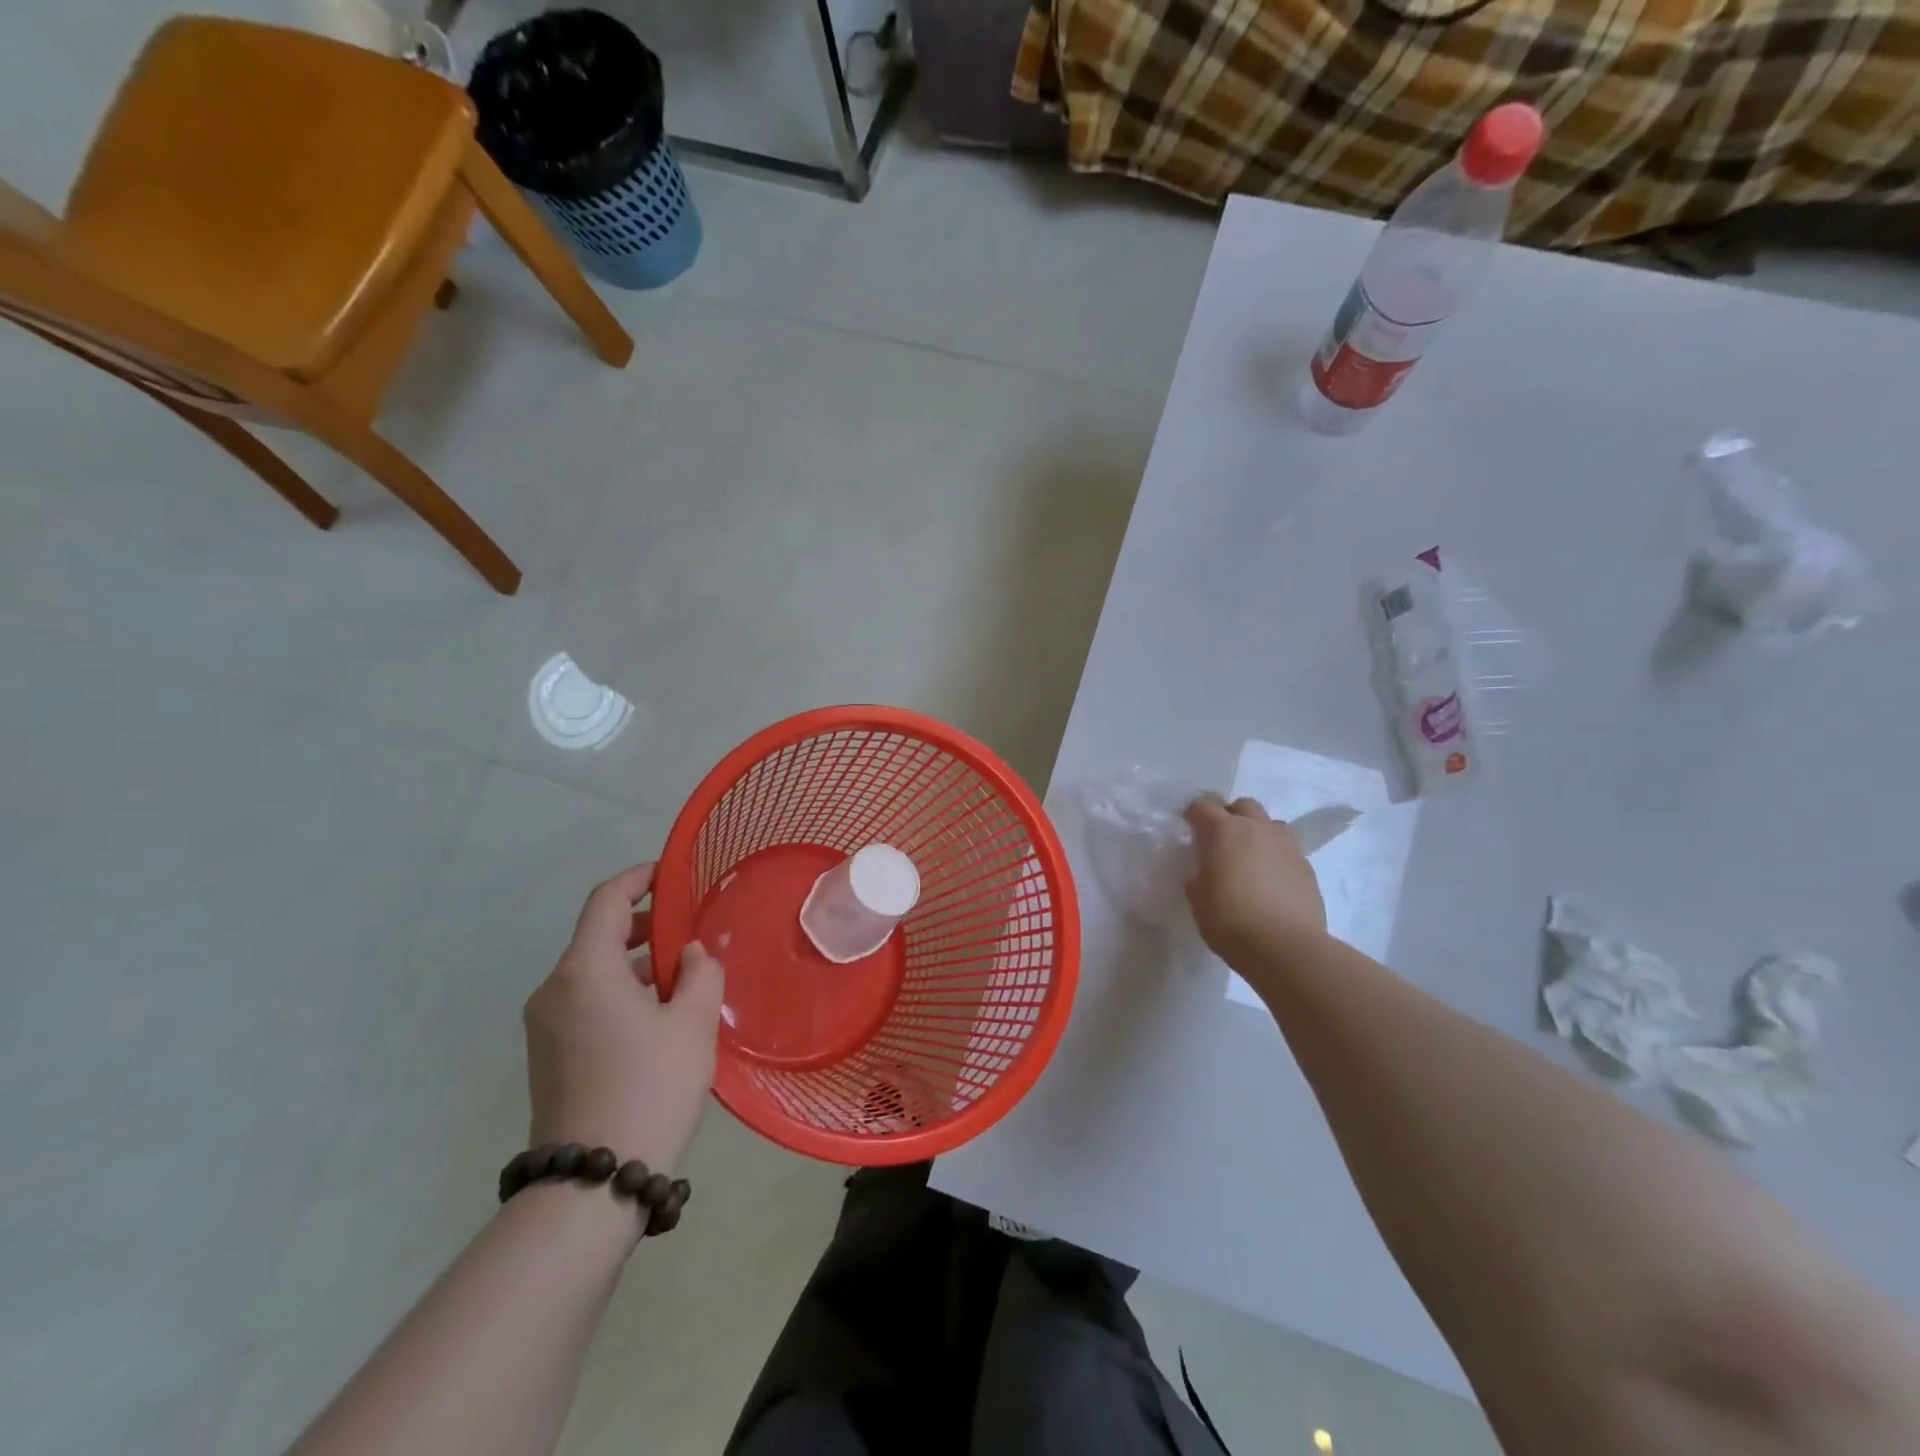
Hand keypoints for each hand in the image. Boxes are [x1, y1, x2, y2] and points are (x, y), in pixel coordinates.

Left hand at [524, 864, 724, 1174]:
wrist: (592, 1184)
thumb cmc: (650, 1086)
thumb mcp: (693, 1022)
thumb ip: (700, 973)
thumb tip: (690, 955)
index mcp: (585, 971)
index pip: (607, 900)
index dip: (639, 879)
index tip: (672, 875)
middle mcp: (554, 990)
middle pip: (599, 936)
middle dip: (646, 925)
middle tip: (691, 931)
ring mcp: (545, 1025)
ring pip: (594, 972)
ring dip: (637, 963)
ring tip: (684, 977)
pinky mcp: (548, 1055)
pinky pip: (587, 1002)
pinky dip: (621, 992)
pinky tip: (659, 1015)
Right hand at [1183, 796, 1327, 966]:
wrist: (1286, 948)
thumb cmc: (1230, 920)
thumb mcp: (1198, 899)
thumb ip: (1198, 876)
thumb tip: (1205, 872)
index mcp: (1224, 831)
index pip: (1202, 807)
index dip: (1192, 816)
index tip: (1188, 829)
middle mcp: (1257, 829)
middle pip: (1243, 806)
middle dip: (1229, 816)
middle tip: (1220, 841)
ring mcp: (1287, 847)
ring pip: (1271, 824)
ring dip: (1258, 833)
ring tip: (1250, 858)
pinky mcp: (1307, 868)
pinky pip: (1288, 850)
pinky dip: (1276, 857)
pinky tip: (1270, 882)